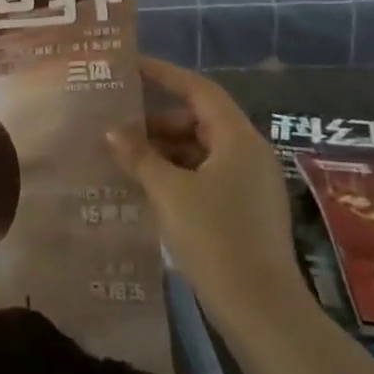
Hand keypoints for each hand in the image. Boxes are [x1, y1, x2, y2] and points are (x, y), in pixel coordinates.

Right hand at [106, 58, 306, 320]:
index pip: (199, 90)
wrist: (260, 307)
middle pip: (199, 121)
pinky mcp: (245, 210)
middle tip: (118, 125)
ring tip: (125, 158)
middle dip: (158, 121)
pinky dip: (177, 174)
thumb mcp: (168, 191)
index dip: (165, 74)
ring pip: (201, 150)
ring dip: (164, 150)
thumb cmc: (214, 237)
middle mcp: (249, 154)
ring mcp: (250, 184)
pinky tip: (147, 187)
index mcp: (237, 140)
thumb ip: (139, 156)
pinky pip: (206, 175)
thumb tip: (113, 132)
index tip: (132, 66)